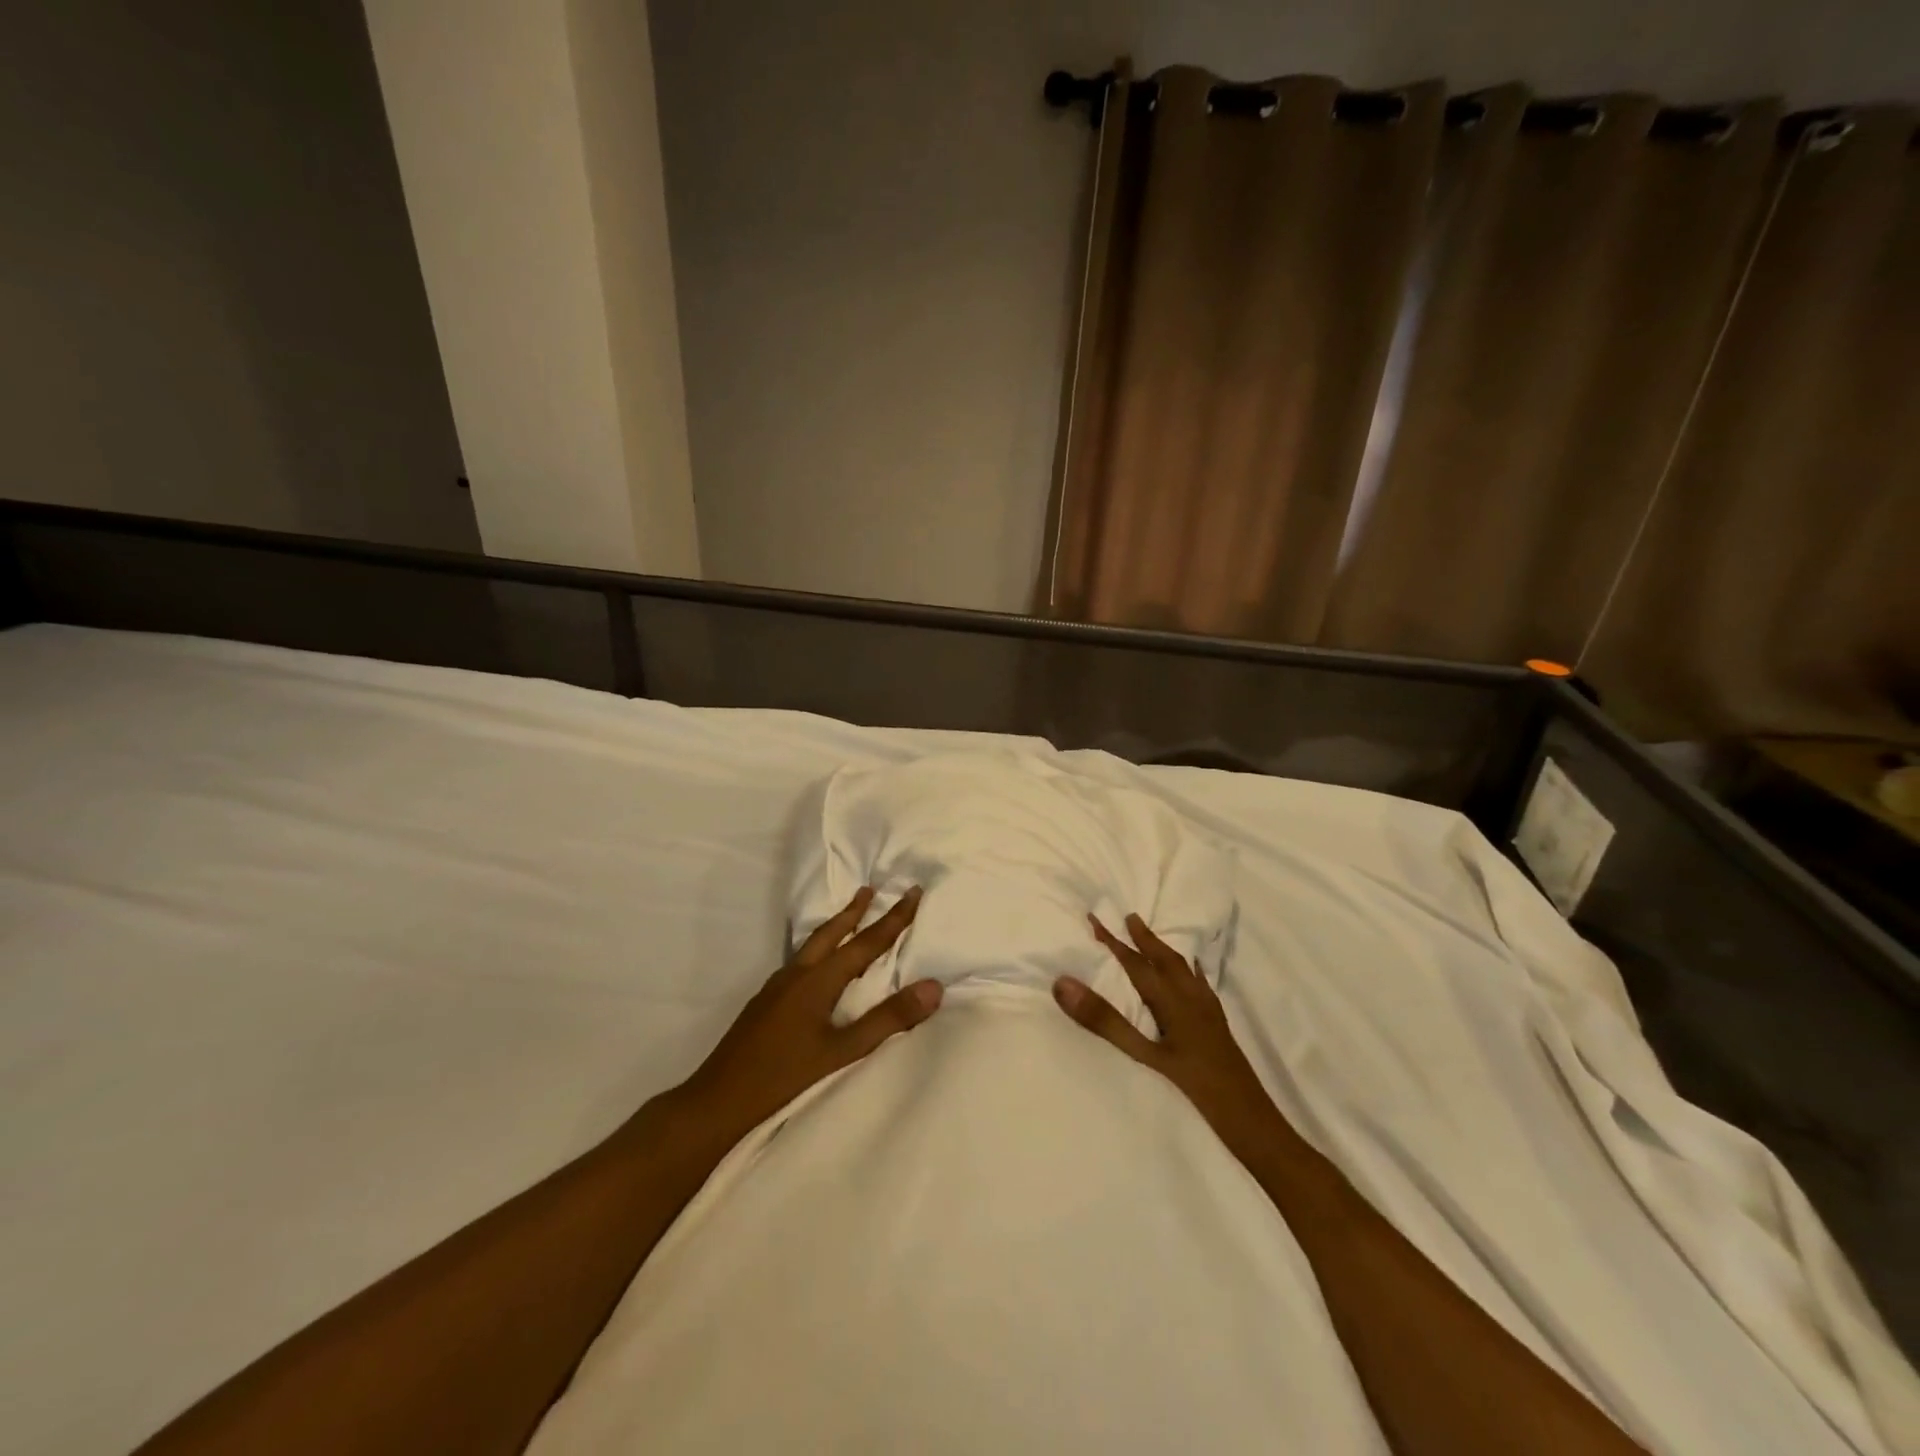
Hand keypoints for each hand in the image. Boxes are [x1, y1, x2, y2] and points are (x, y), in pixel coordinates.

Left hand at [670, 886, 940, 1148]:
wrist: (716, 1103)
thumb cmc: (783, 1077)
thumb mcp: (842, 1052)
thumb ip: (888, 1019)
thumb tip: (933, 987)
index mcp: (818, 981)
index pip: (865, 943)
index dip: (893, 918)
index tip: (913, 891)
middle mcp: (796, 975)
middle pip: (831, 933)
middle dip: (855, 911)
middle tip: (872, 889)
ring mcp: (776, 989)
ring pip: (812, 946)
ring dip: (834, 928)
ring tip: (847, 918)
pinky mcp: (765, 1004)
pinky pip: (799, 963)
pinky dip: (817, 951)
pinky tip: (816, 968)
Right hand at [1054, 914, 1287, 1165]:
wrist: (1251, 1121)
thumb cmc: (1195, 1089)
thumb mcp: (1144, 1056)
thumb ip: (1106, 1021)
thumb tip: (1065, 983)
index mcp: (1173, 1002)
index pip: (1136, 964)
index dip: (1113, 941)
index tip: (1094, 917)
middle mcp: (1192, 998)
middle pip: (1165, 960)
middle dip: (1144, 938)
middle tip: (1129, 917)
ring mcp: (1209, 1012)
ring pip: (1184, 970)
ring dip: (1164, 950)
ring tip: (1154, 938)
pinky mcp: (1218, 1025)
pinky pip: (1201, 985)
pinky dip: (1190, 971)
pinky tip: (1192, 975)